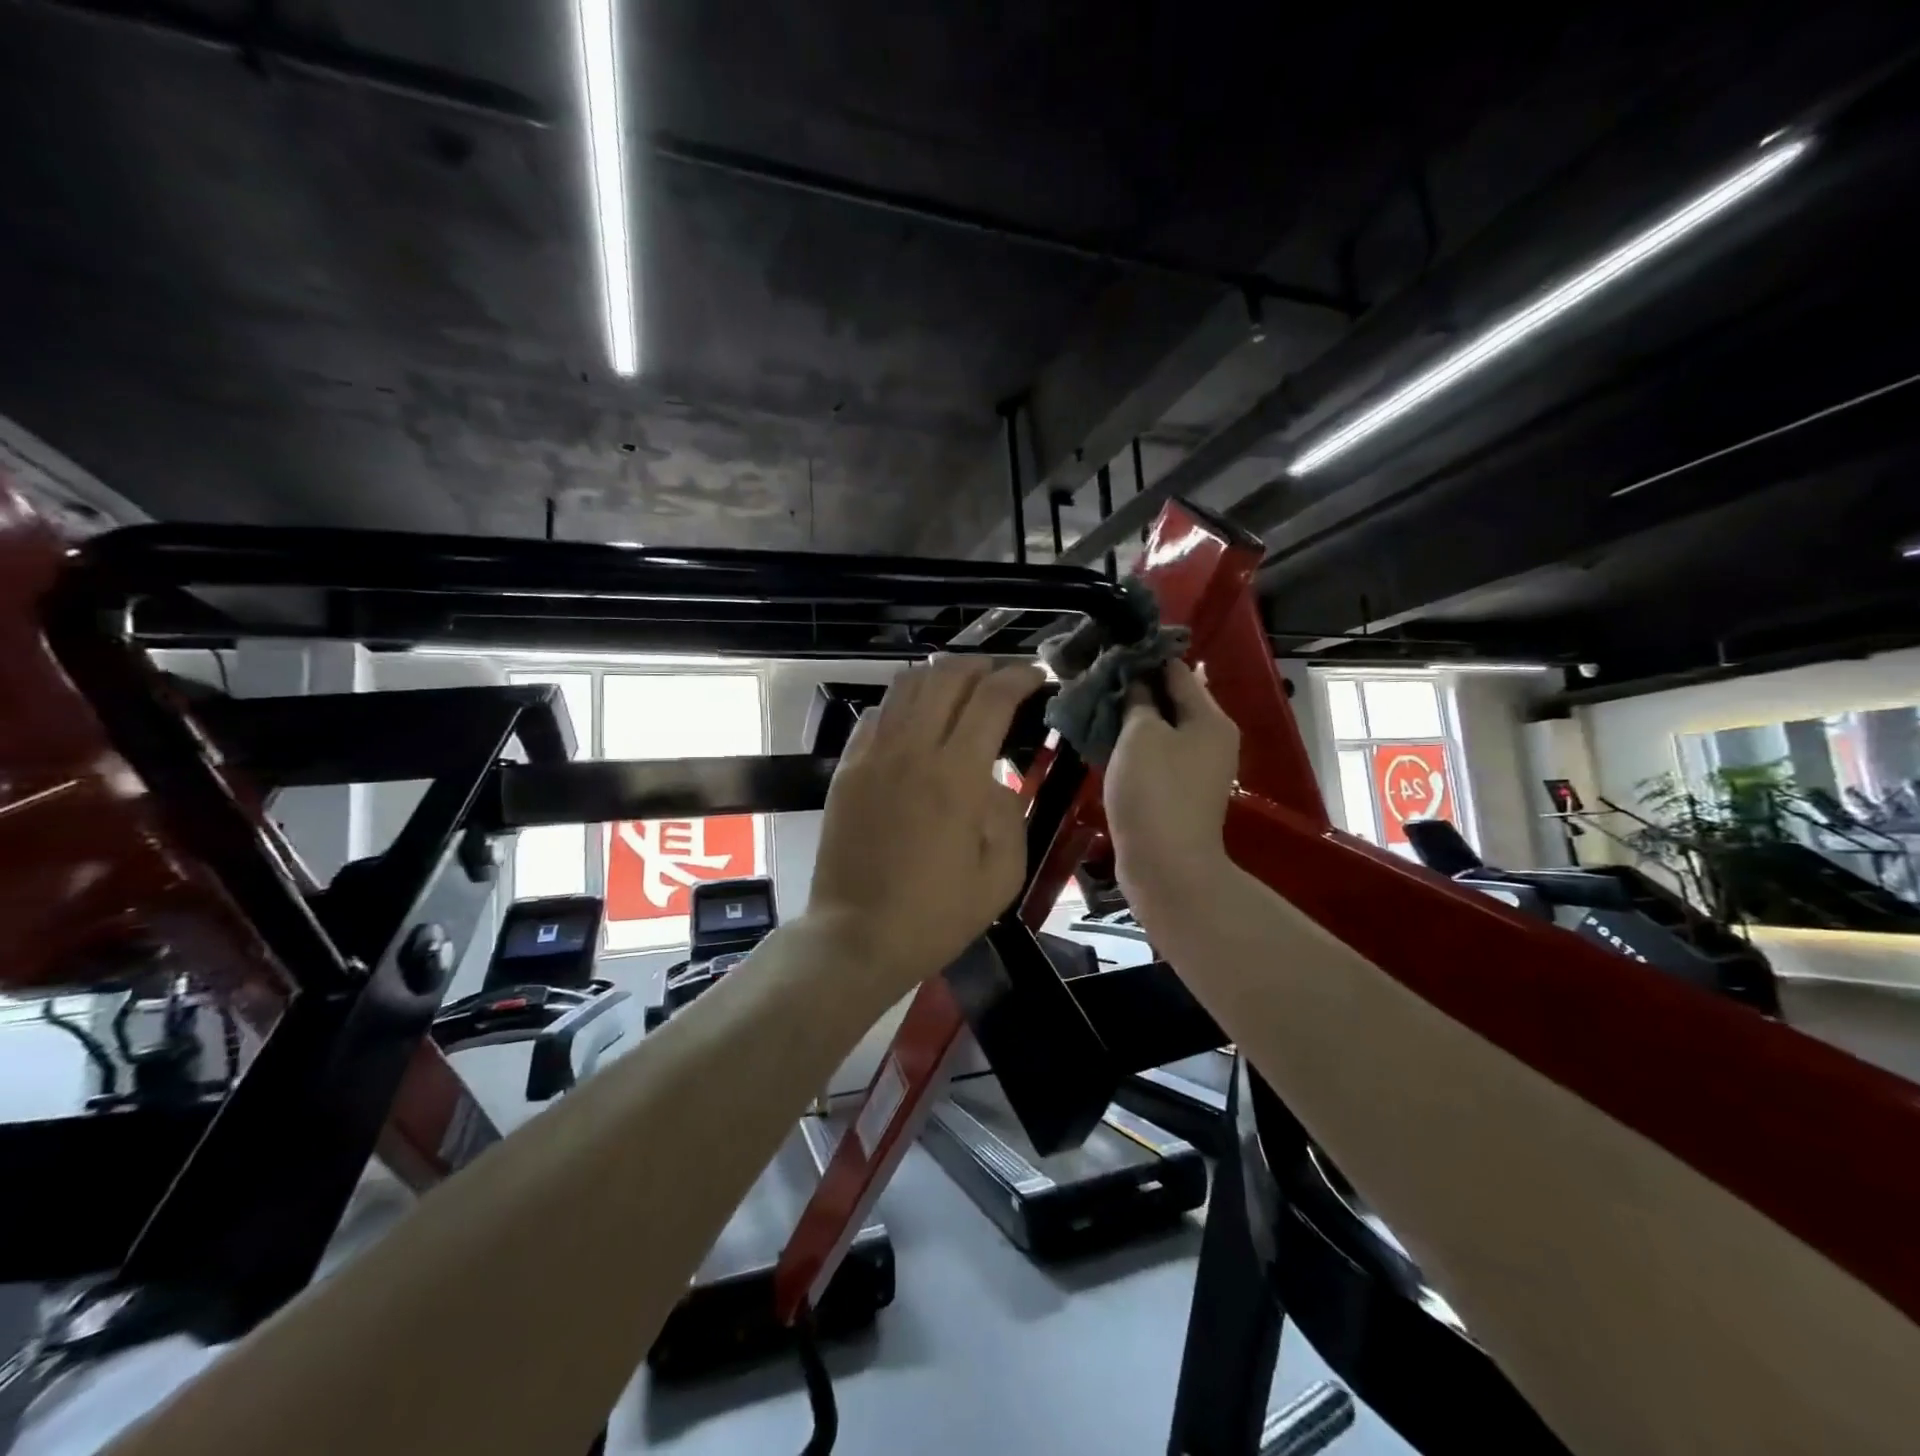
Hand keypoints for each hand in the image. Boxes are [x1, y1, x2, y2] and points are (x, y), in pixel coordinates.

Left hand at [808, 657, 1044, 991]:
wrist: (857, 936)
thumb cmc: (936, 914)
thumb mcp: (1002, 874)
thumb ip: (1008, 812)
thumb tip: (993, 778)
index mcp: (956, 775)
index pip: (992, 698)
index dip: (1019, 677)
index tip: (1037, 677)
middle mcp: (911, 750)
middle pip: (946, 676)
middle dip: (981, 665)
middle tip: (1002, 676)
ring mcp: (872, 755)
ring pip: (906, 685)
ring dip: (940, 675)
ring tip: (962, 687)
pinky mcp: (846, 767)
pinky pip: (877, 714)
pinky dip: (904, 702)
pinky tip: (918, 717)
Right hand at [1104, 661, 1238, 902]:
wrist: (1166, 867)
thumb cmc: (1154, 792)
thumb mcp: (1140, 735)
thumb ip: (1138, 699)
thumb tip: (1136, 677)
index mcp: (1210, 719)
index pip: (1176, 671)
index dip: (1143, 658)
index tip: (1107, 651)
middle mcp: (1210, 739)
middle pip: (1170, 700)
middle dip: (1133, 689)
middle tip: (1093, 680)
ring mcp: (1196, 768)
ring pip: (1160, 729)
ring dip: (1130, 718)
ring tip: (1092, 707)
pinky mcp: (1178, 792)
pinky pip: (1155, 755)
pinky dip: (1132, 746)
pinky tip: (1103, 741)